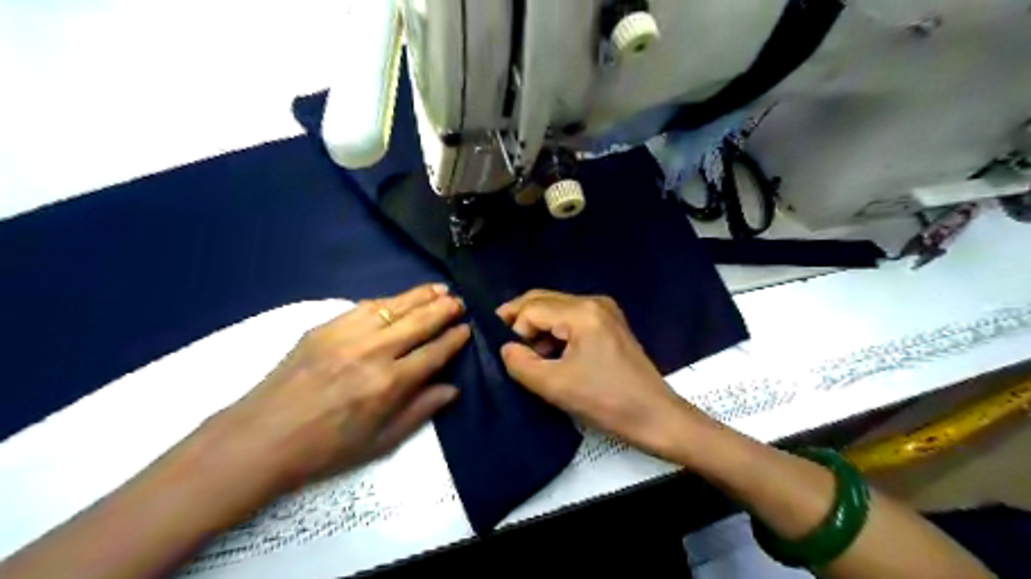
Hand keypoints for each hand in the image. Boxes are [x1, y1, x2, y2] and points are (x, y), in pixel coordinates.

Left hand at [200, 283, 468, 494]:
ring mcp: (347, 335)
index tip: (466, 328)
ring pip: (394, 307)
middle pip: (418, 322)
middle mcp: (373, 352)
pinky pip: (364, 306)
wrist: (261, 438)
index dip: (453, 339)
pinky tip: (399, 298)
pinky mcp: (324, 328)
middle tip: (459, 301)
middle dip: (443, 309)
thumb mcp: (380, 442)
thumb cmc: (325, 449)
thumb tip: (452, 388)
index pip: (433, 352)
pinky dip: (388, 300)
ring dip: (420, 296)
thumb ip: (420, 411)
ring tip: (439, 288)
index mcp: (389, 384)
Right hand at [497, 293, 700, 459]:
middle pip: (543, 300)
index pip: (532, 308)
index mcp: (582, 312)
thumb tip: (506, 348)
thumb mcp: (555, 386)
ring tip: (528, 355)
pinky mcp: (609, 324)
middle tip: (503, 344)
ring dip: (537, 328)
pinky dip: (555, 333)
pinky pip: (570, 319)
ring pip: (556, 309)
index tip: (507, 355)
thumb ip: (521, 364)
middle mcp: (594, 302)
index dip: (514, 329)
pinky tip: (550, 354)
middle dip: (520, 321)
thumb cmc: (606, 401)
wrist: (656, 417)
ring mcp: (604, 311)